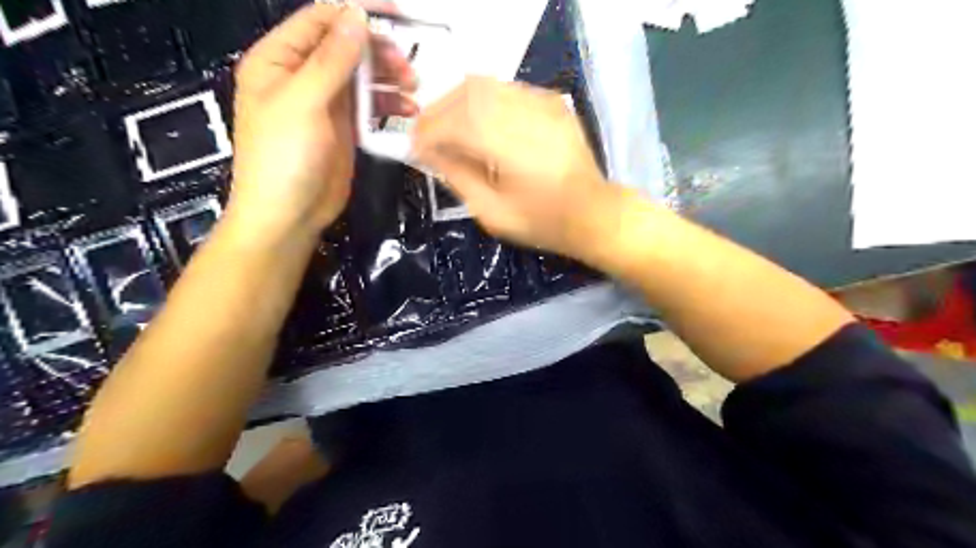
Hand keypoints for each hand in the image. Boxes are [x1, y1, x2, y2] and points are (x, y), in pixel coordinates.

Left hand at [231, 0, 417, 240]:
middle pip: (346, 48)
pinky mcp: (345, 128)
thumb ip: (330, 59)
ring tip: (412, 89)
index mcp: (279, 60)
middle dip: (379, 52)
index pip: (320, 21)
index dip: (356, 12)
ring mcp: (326, 103)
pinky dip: (389, 105)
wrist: (289, 214)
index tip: (396, 15)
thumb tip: (355, 17)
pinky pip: (370, 106)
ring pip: (362, 76)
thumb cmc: (283, 157)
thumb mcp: (303, 102)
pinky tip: (407, 111)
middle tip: (407, 67)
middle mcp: (302, 76)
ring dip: (389, 79)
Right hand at [409, 78, 606, 262]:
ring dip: (457, 102)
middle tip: (425, 135)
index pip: (455, 121)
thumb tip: (429, 153)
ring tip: (447, 128)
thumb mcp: (491, 212)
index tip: (414, 147)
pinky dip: (483, 100)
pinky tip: (479, 122)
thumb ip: (457, 177)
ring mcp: (541, 102)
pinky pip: (506, 89)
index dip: (428, 131)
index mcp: (508, 145)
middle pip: (467, 93)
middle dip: (438, 111)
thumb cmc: (542, 221)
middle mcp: (524, 113)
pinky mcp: (551, 101)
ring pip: (485, 84)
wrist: (593, 213)